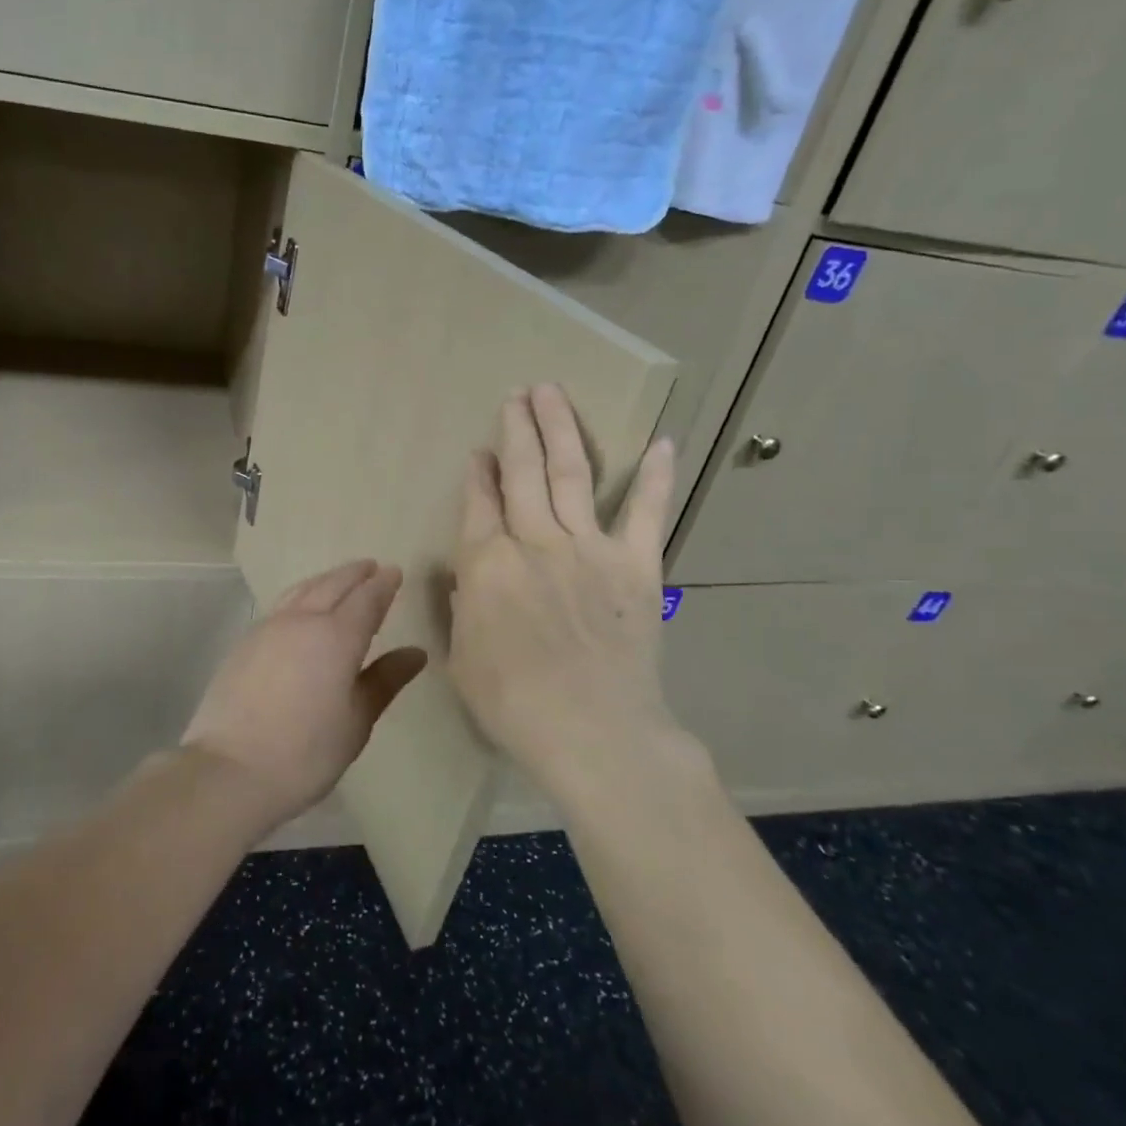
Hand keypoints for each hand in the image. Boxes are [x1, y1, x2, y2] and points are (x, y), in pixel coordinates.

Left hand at [183, 560, 426, 830]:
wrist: (229, 770)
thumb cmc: (305, 752)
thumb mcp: (356, 721)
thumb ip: (385, 680)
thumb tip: (415, 653)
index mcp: (337, 636)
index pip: (366, 598)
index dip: (383, 584)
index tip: (394, 572)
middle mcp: (302, 620)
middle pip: (333, 584)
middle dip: (355, 574)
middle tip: (371, 567)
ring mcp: (269, 627)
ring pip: (303, 589)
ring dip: (326, 579)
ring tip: (339, 580)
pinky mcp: (245, 641)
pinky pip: (282, 604)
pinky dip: (302, 595)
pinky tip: (302, 608)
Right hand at [449, 384, 684, 803]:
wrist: (592, 731)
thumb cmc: (513, 704)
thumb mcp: (463, 658)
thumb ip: (464, 608)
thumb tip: (471, 578)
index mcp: (487, 564)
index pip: (478, 503)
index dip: (477, 473)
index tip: (478, 450)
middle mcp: (534, 541)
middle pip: (522, 472)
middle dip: (516, 430)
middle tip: (516, 395)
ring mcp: (588, 548)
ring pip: (570, 474)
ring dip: (559, 430)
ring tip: (552, 393)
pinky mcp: (636, 565)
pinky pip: (646, 512)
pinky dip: (655, 477)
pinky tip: (663, 442)